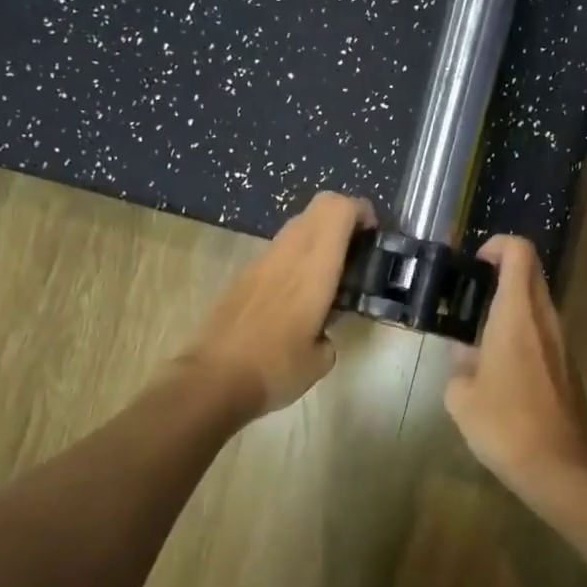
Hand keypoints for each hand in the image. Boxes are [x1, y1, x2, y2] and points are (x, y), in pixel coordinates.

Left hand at [182, 192, 375, 417]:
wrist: (213, 380)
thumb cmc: (275, 368)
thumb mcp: (321, 358)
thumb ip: (330, 332)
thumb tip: (323, 331)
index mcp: (314, 266)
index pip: (338, 209)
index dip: (361, 211)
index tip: (373, 235)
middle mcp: (288, 252)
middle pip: (320, 206)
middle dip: (344, 219)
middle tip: (356, 251)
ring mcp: (262, 260)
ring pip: (298, 226)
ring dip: (319, 237)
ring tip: (330, 275)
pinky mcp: (244, 275)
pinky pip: (279, 249)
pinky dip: (297, 257)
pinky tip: (298, 295)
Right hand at [444, 235, 586, 483]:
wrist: (559, 467)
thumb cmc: (504, 424)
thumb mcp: (461, 395)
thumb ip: (459, 364)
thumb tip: (465, 354)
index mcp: (517, 315)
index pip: (519, 253)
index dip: (498, 245)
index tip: (475, 263)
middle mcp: (545, 320)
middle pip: (531, 273)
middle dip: (502, 273)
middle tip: (470, 296)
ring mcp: (563, 343)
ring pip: (539, 304)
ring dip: (512, 305)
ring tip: (480, 335)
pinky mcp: (570, 366)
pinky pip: (545, 333)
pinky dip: (523, 332)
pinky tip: (502, 367)